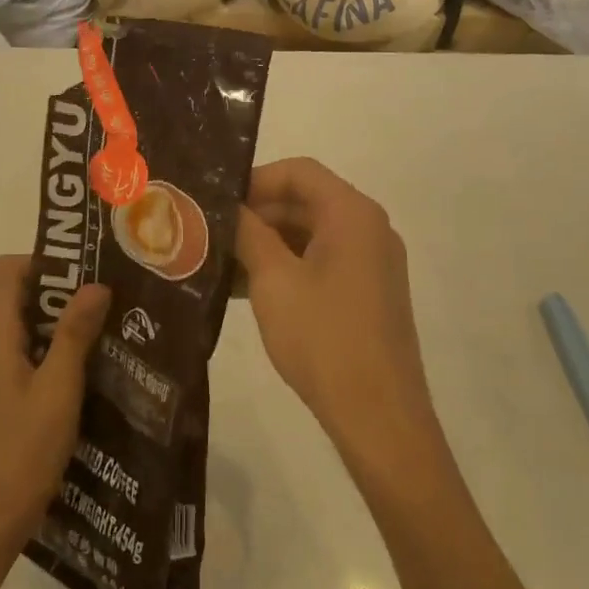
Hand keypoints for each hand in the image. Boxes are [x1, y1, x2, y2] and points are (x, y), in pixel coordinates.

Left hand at [0, 256, 110, 552]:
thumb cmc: (22, 450)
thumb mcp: (57, 387)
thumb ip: (74, 333)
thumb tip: (95, 284)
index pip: (8, 270)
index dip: (44, 261)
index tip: (86, 269)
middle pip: (23, 293)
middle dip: (66, 287)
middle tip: (113, 292)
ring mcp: (1, 369)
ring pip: (34, 324)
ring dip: (70, 319)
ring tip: (115, 322)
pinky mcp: (12, 393)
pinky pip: (37, 352)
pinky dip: (64, 347)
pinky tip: (100, 363)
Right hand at [236, 159, 437, 472]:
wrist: (378, 417)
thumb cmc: (323, 338)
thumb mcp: (273, 280)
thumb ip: (248, 233)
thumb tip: (227, 207)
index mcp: (352, 214)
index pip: (298, 172)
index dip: (254, 180)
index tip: (216, 202)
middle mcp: (368, 228)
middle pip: (305, 201)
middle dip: (256, 214)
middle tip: (209, 233)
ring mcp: (372, 262)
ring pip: (310, 234)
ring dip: (266, 243)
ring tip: (219, 263)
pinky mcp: (368, 292)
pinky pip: (321, 262)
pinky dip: (286, 267)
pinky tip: (245, 289)